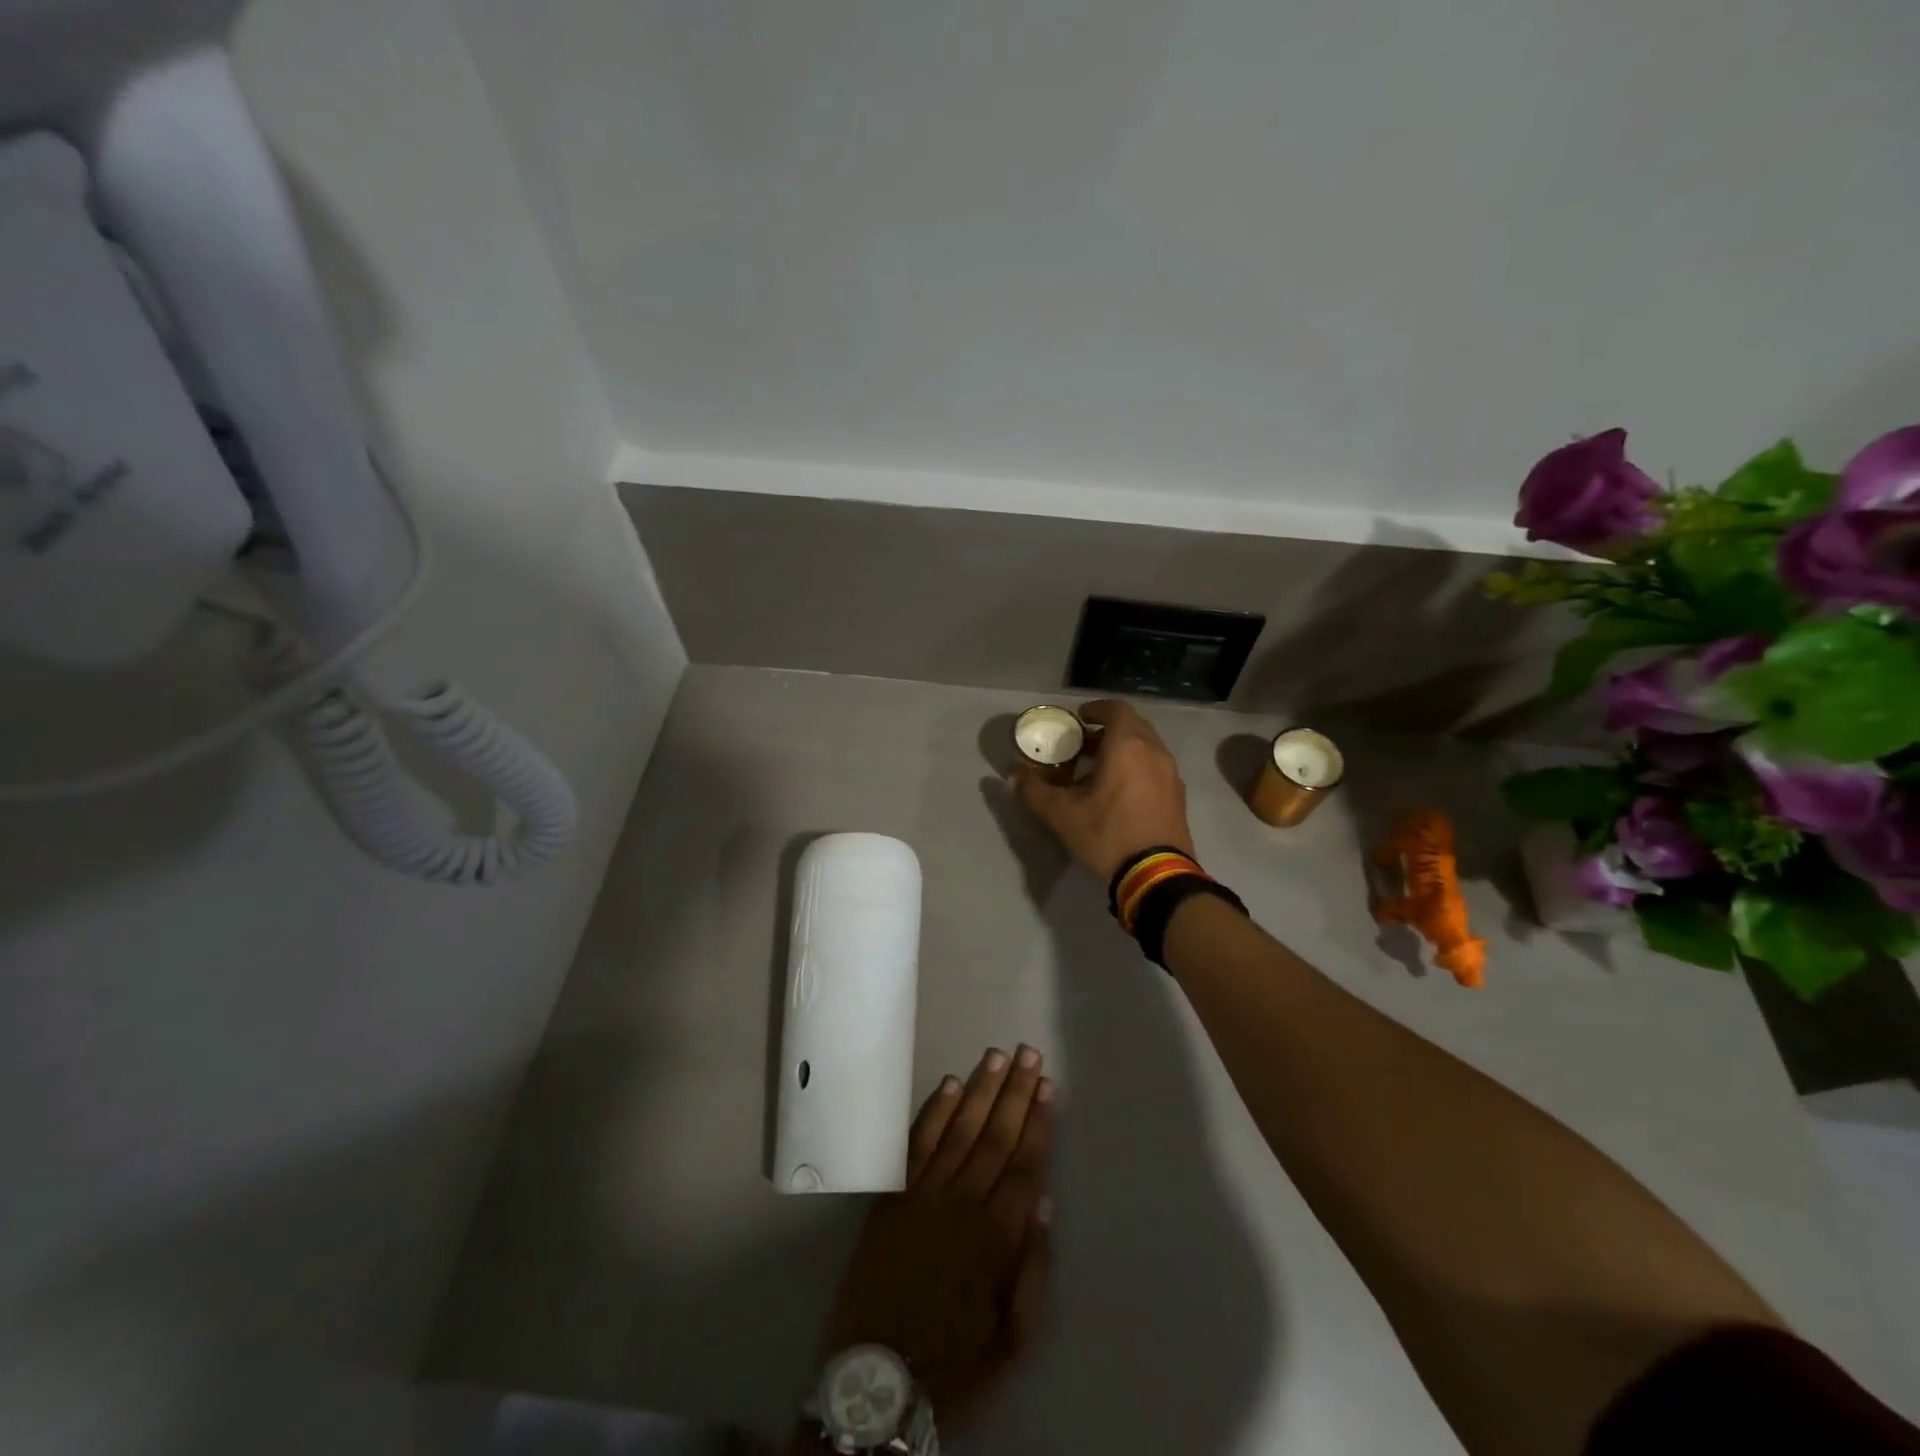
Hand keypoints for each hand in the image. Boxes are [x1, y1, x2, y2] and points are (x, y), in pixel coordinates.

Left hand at [817, 1046, 1054, 1433]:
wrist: (877, 1374)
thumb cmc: (954, 1360)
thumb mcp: (1012, 1337)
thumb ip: (1033, 1270)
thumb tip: (1045, 1205)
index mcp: (997, 1236)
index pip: (1026, 1163)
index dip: (1039, 1122)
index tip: (1049, 1086)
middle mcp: (963, 1202)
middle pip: (996, 1135)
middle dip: (1016, 1092)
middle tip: (1030, 1053)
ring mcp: (925, 1193)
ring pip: (960, 1128)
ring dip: (981, 1089)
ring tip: (998, 1055)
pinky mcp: (894, 1194)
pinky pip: (916, 1143)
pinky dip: (934, 1111)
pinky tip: (951, 1084)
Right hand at [1013, 699, 1195, 883]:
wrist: (1156, 876)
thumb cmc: (1107, 834)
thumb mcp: (1061, 814)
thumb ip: (1033, 790)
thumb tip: (1012, 775)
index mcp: (1128, 746)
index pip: (1116, 709)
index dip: (1096, 709)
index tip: (1078, 718)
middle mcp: (1154, 752)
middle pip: (1133, 726)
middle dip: (1107, 730)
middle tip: (1083, 745)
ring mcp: (1171, 775)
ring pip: (1146, 748)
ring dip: (1123, 750)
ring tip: (1098, 769)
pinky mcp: (1178, 797)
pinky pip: (1155, 768)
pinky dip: (1137, 767)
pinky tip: (1120, 792)